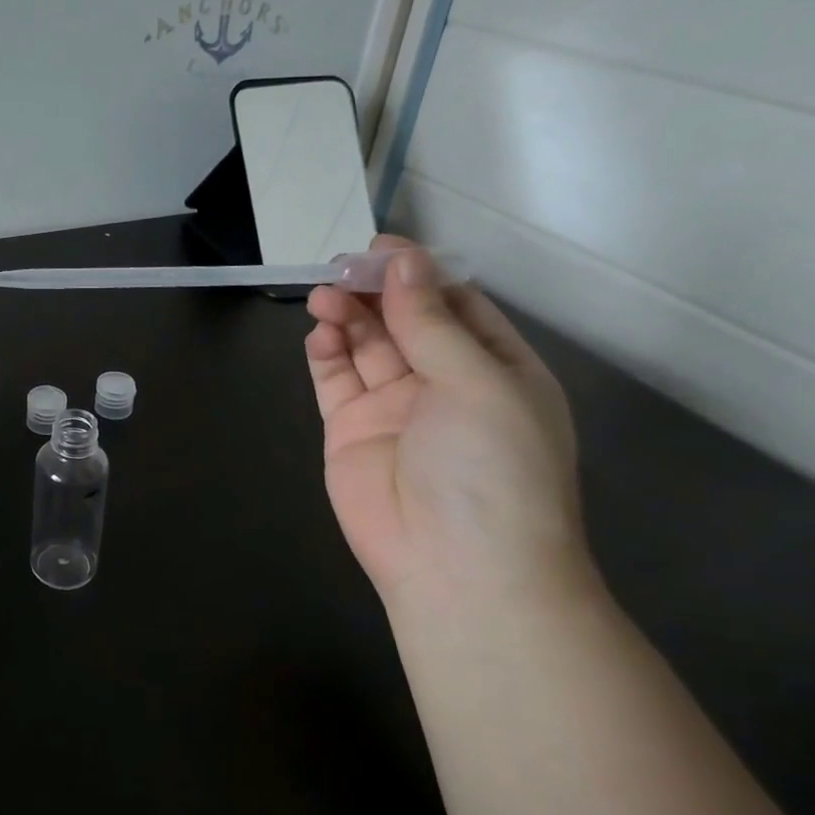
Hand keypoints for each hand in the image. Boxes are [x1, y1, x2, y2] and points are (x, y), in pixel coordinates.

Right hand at [305, 235, 586, 600]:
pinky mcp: (350, 431)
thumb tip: (403, 261)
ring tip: (324, 297)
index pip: (456, 305)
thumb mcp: (477, 382)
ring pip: (366, 346)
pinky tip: (320, 334)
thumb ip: (431, 322)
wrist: (457, 566)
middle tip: (342, 268)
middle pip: (403, 321)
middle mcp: (444, 384)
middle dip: (374, 291)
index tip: (382, 248)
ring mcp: (394, 409)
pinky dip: (326, 353)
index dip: (420, 273)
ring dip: (347, 316)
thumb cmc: (491, 468)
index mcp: (495, 369)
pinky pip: (335, 381)